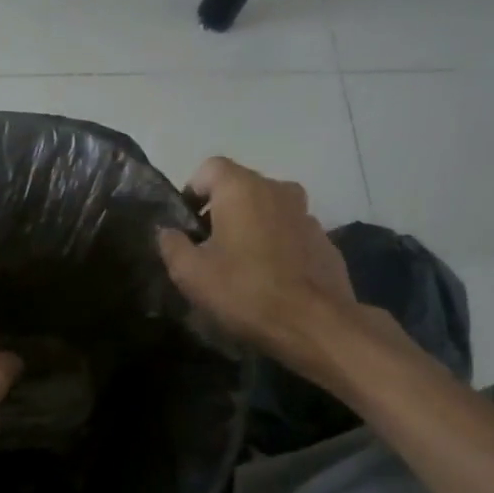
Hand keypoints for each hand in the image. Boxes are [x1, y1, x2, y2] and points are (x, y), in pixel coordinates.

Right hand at [159, 156, 357, 355]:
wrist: (315, 325)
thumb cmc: (245, 291)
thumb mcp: (190, 273)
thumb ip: (171, 244)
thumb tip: (168, 232)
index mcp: (242, 188)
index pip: (209, 168)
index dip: (192, 192)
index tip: (186, 225)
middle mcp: (277, 189)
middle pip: (240, 187)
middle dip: (220, 211)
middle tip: (208, 248)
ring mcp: (306, 214)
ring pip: (267, 210)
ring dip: (250, 227)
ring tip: (240, 265)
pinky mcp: (325, 240)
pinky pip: (289, 232)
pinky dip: (275, 245)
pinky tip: (269, 278)